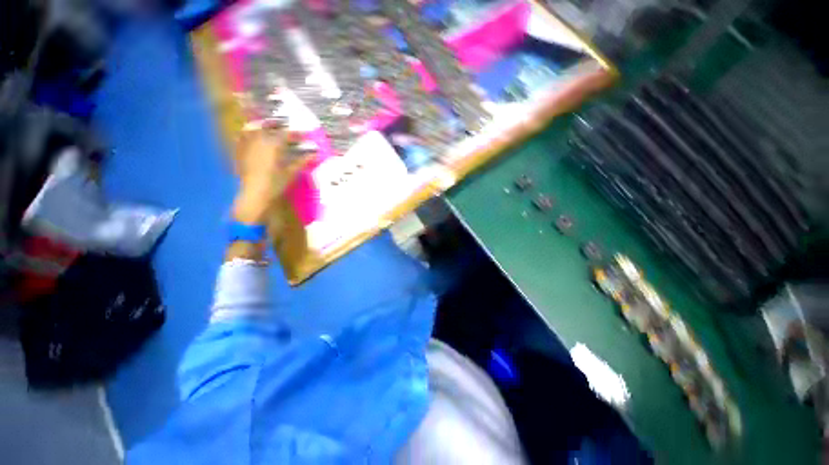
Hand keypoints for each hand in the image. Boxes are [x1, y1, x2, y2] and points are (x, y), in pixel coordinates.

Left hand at [231, 120, 305, 224]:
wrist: (254, 194)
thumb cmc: (275, 183)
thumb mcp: (291, 172)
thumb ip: (302, 161)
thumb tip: (315, 154)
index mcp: (274, 144)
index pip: (288, 134)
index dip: (297, 134)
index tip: (305, 135)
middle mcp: (259, 140)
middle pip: (269, 126)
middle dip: (279, 125)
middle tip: (286, 126)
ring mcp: (247, 144)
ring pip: (254, 129)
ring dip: (263, 126)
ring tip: (269, 127)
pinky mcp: (239, 151)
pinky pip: (242, 136)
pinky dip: (248, 133)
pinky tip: (251, 135)